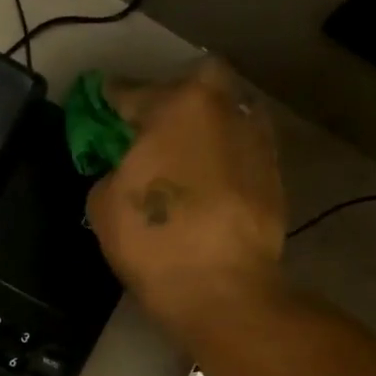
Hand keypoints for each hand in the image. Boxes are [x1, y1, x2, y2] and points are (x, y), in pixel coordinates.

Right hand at [87, 58, 288, 336]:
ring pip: (225, 116)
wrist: (222, 289)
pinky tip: (208, 185)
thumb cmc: (154, 240)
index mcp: (177, 105)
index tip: (99, 107)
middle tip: (153, 131)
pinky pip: (240, 152)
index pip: (130, 92)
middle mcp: (224, 108)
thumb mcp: (104, 205)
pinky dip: (223, 160)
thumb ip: (110, 172)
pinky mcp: (275, 174)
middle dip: (172, 100)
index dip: (109, 101)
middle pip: (195, 86)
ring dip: (205, 128)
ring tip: (184, 159)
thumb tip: (124, 170)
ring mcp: (257, 139)